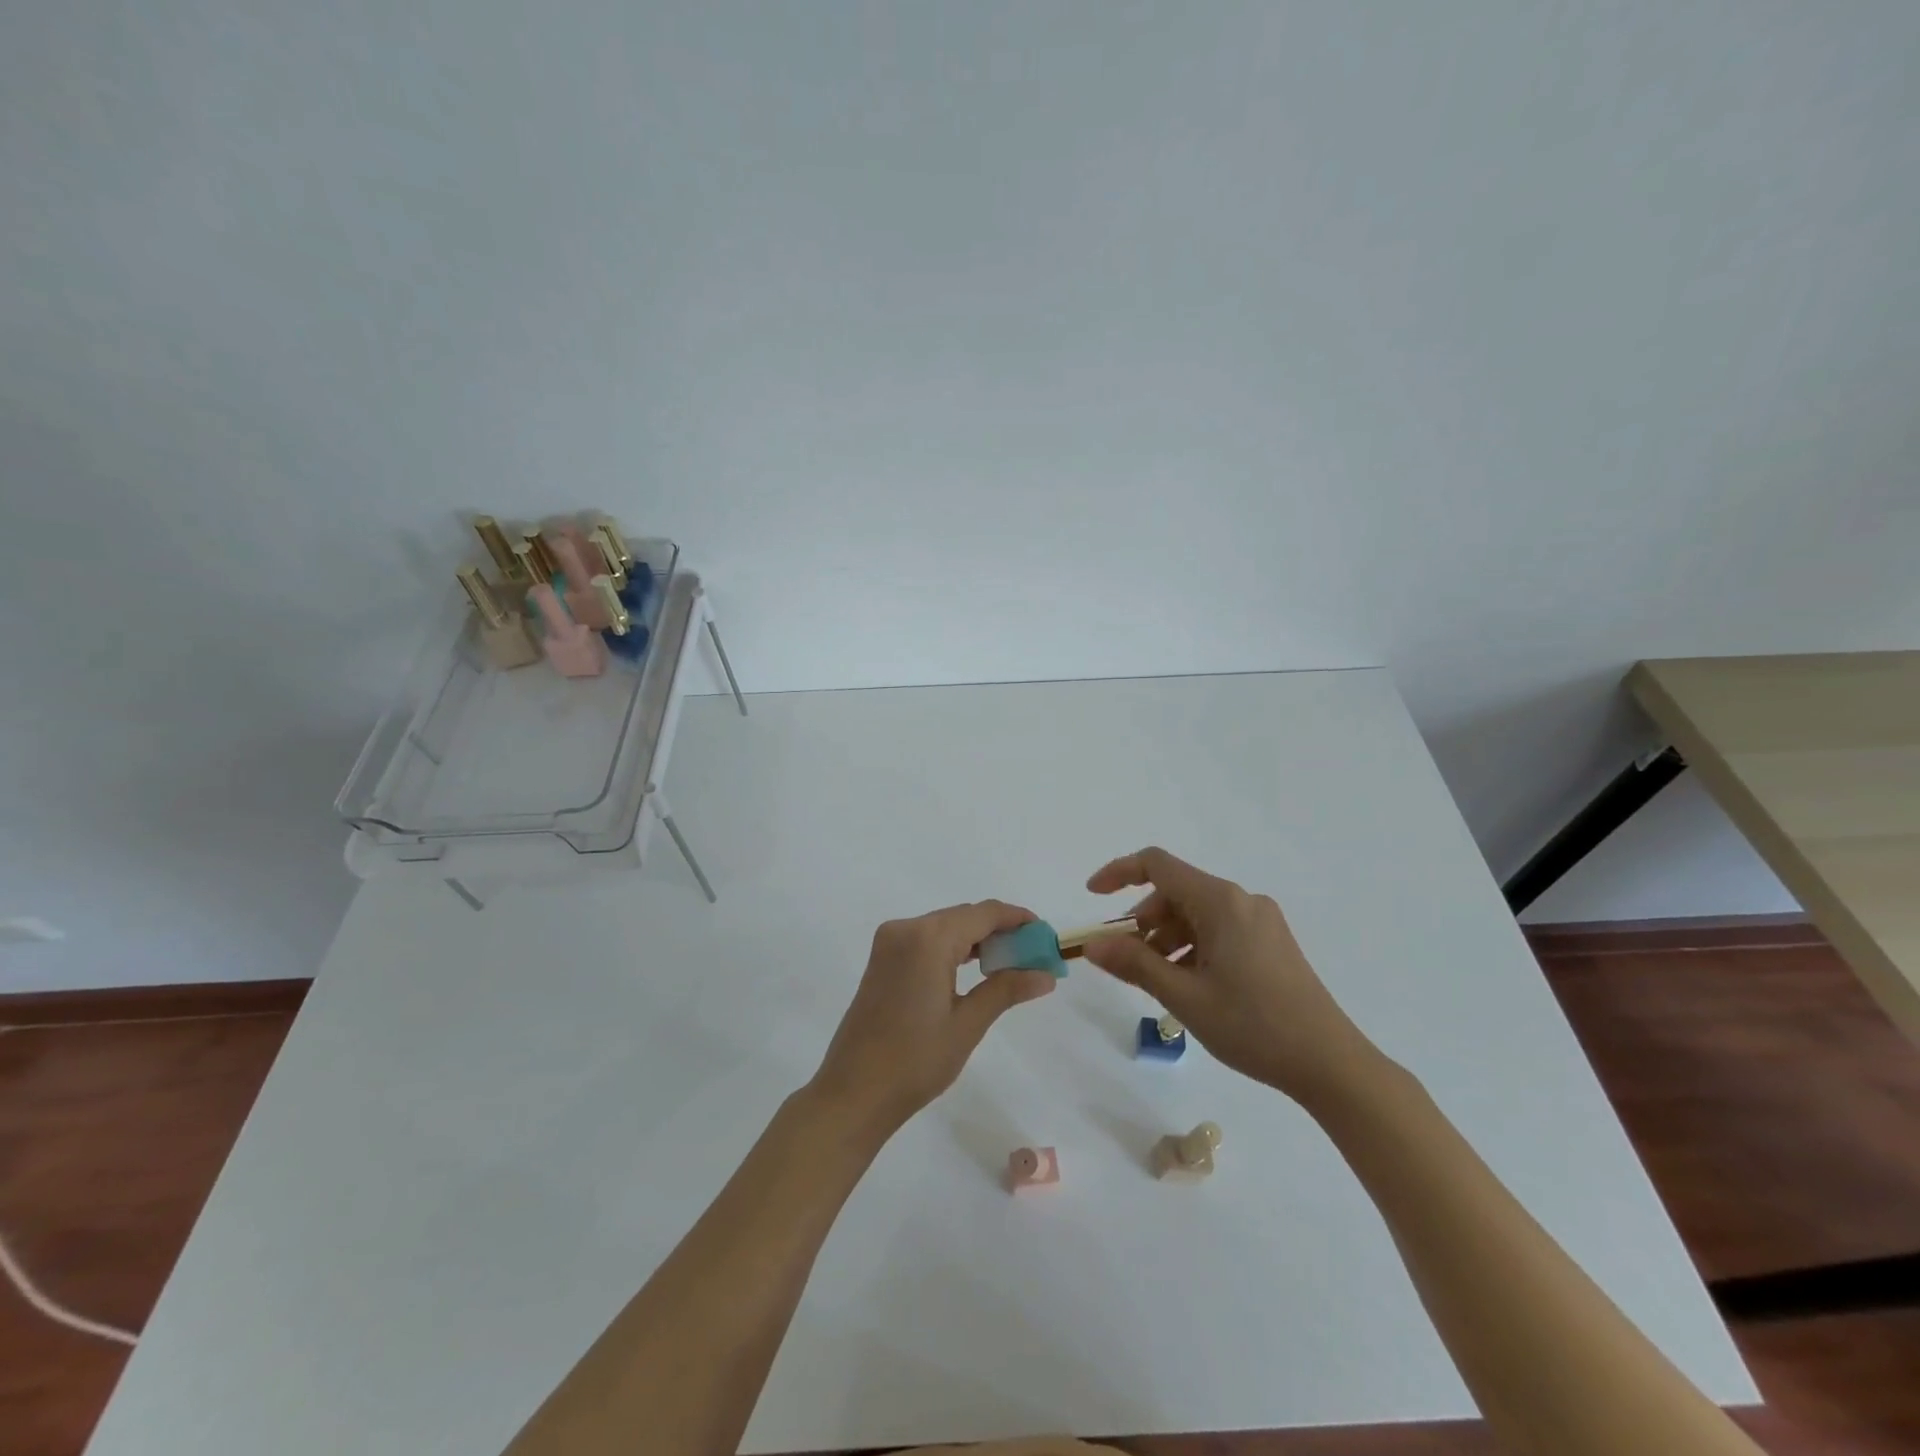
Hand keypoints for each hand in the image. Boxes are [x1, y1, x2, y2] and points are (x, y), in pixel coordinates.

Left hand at [810, 900, 1056, 1140]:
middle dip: (1000, 931)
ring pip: (945, 926)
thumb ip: (1007, 989)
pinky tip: (974, 970)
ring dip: (977, 939)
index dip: (1018, 919)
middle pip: (964, 916)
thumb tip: (1047, 974)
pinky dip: (953, 948)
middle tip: (1034, 955)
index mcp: (928, 938)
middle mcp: (906, 929)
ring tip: (1011, 965)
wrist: (853, 1093)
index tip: (1046, 935)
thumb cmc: (915, 1060)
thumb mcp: (968, 1024)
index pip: (983, 913)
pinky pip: (927, 940)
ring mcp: (889, 943)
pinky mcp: (882, 959)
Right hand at [1082, 848, 1374, 1104]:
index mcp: (1220, 901)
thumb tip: (1092, 944)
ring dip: (1167, 939)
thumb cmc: (1253, 1026)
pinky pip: (1218, 930)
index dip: (1118, 873)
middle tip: (1125, 961)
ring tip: (1157, 982)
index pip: (1157, 865)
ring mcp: (1260, 921)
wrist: (1331, 1064)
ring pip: (1196, 914)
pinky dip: (1192, 947)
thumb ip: (1134, 964)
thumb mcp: (1184, 996)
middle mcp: (1241, 900)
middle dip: (1143, 921)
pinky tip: (1188, 984)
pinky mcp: (1271, 942)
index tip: (1092, 896)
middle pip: (1176, 893)